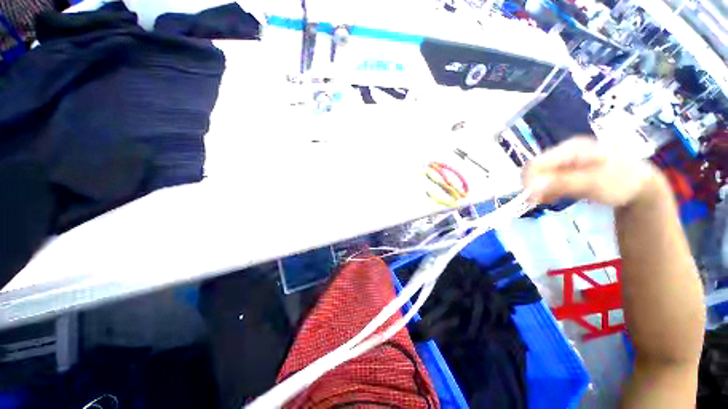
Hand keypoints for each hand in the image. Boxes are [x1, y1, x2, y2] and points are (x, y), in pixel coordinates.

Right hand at [523, 137, 660, 207]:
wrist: (641, 184)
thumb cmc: (622, 182)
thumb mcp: (593, 183)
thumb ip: (561, 183)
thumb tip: (530, 188)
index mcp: (571, 149)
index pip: (536, 163)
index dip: (528, 181)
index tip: (532, 199)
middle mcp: (565, 152)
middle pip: (536, 169)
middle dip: (534, 186)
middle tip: (541, 202)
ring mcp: (565, 160)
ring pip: (539, 175)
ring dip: (540, 190)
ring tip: (550, 201)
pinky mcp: (566, 170)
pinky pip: (547, 179)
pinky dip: (546, 190)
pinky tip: (553, 197)